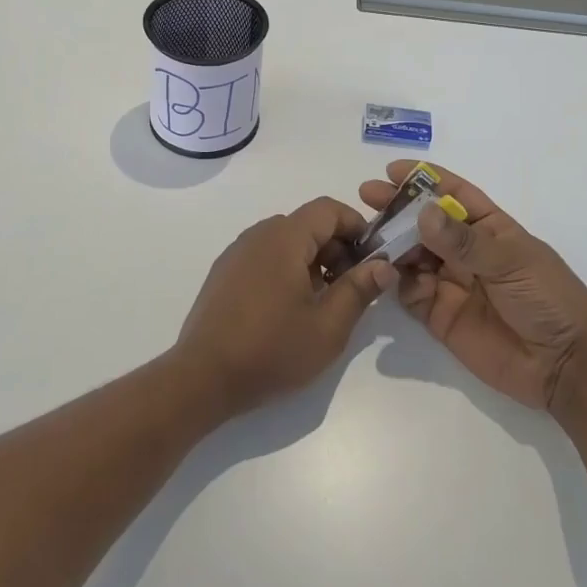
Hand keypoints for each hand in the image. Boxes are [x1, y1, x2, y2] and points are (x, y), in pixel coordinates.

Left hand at [174, 197, 397, 418]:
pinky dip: (286, 270)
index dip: (356, 227)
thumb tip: (383, 264)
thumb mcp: (328, 326)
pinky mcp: (224, 273)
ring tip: (323, 302)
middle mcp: (258, 235)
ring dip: (312, 261)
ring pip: (286, 242)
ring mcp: (237, 253)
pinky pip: (264, 257)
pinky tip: (289, 309)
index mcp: (284, 238)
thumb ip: (359, 290)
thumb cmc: (271, 350)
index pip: (328, 209)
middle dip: (337, 248)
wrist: (203, 377)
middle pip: (307, 224)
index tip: (373, 258)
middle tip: (352, 287)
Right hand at [359, 162, 586, 415]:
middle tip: (367, 198)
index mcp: (490, 228)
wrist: (566, 367)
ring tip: (369, 237)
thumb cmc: (549, 300)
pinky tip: (388, 275)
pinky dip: (396, 282)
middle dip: (397, 209)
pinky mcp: (439, 316)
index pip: (453, 195)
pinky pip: (410, 293)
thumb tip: (423, 213)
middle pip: (425, 223)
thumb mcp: (511, 262)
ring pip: (412, 255)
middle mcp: (466, 252)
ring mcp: (451, 283)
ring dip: (391, 244)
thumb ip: (464, 242)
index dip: (424, 180)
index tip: (392, 170)